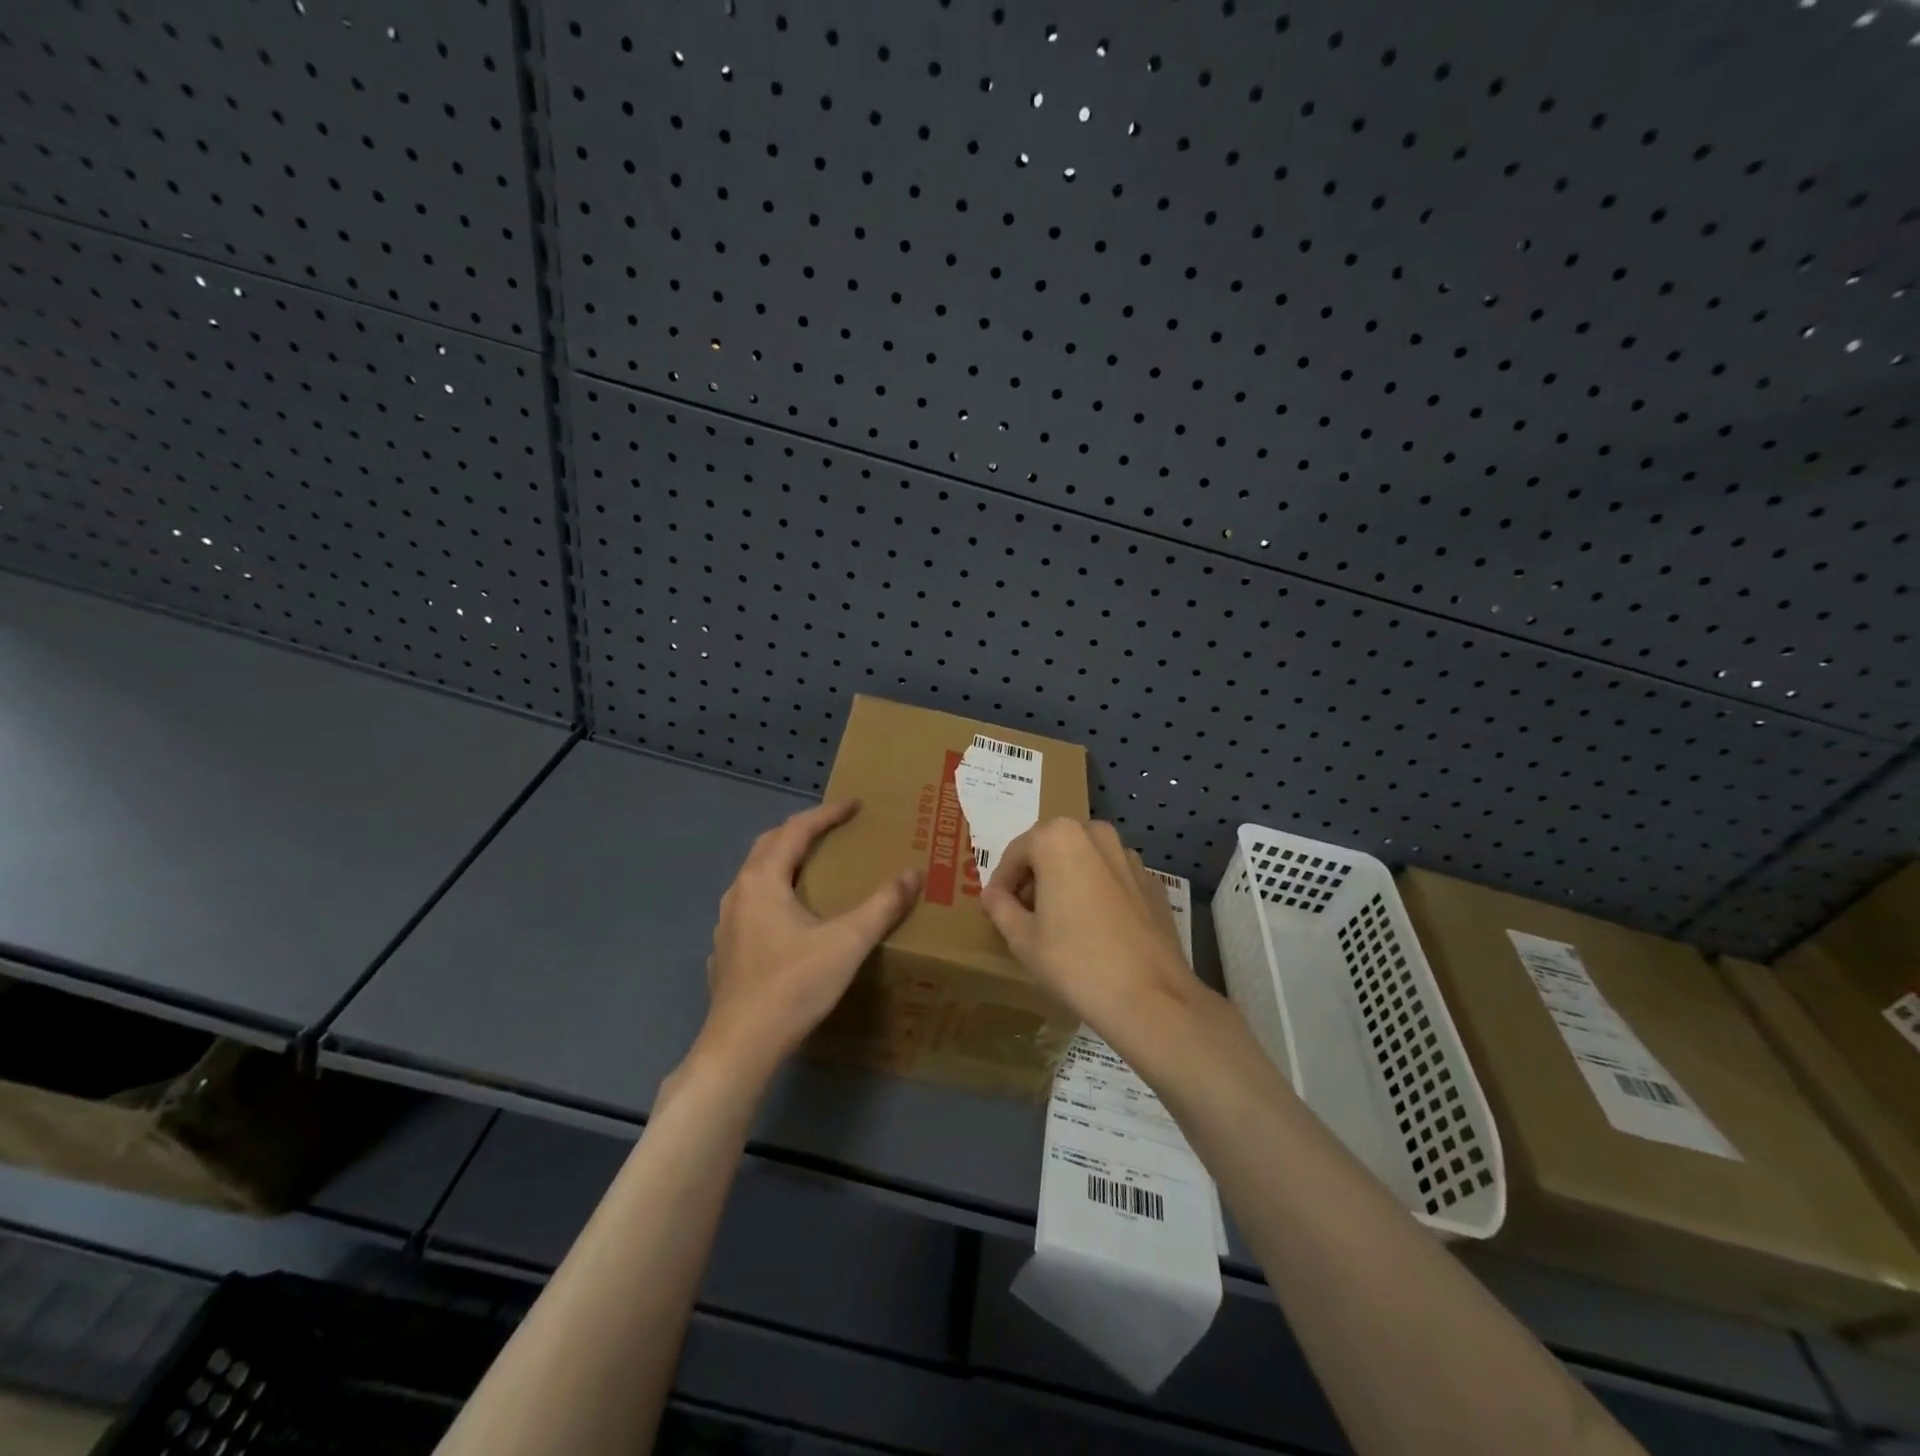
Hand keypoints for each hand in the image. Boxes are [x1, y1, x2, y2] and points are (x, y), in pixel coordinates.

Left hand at [693, 801, 920, 1081]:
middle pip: (769, 846)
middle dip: (801, 831)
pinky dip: (773, 895)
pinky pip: (751, 906)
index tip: (854, 805)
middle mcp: (739, 893)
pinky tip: (788, 918)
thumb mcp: (848, 942)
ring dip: (783, 862)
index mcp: (764, 880)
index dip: (826, 814)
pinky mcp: (726, 951)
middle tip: (833, 830)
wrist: (742, 1046)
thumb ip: (883, 906)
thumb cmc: (794, 986)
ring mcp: (727, 924)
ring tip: (813, 869)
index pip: (796, 830)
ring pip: (756, 877)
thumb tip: (913, 874)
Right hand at [982, 819, 1211, 1049]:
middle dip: (1035, 875)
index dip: (1002, 880)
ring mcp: (1129, 857)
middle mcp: (1096, 835)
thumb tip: (992, 894)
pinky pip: (1112, 879)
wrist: (1150, 997)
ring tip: (1059, 921)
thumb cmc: (1075, 962)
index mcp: (1059, 839)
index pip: (1016, 852)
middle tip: (1024, 912)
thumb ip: (1001, 908)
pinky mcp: (1152, 883)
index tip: (996, 906)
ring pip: (1084, 861)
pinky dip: (1097, 893)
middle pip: (1052, 849)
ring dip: (1067, 880)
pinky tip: (1095, 929)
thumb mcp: (1023, 939)